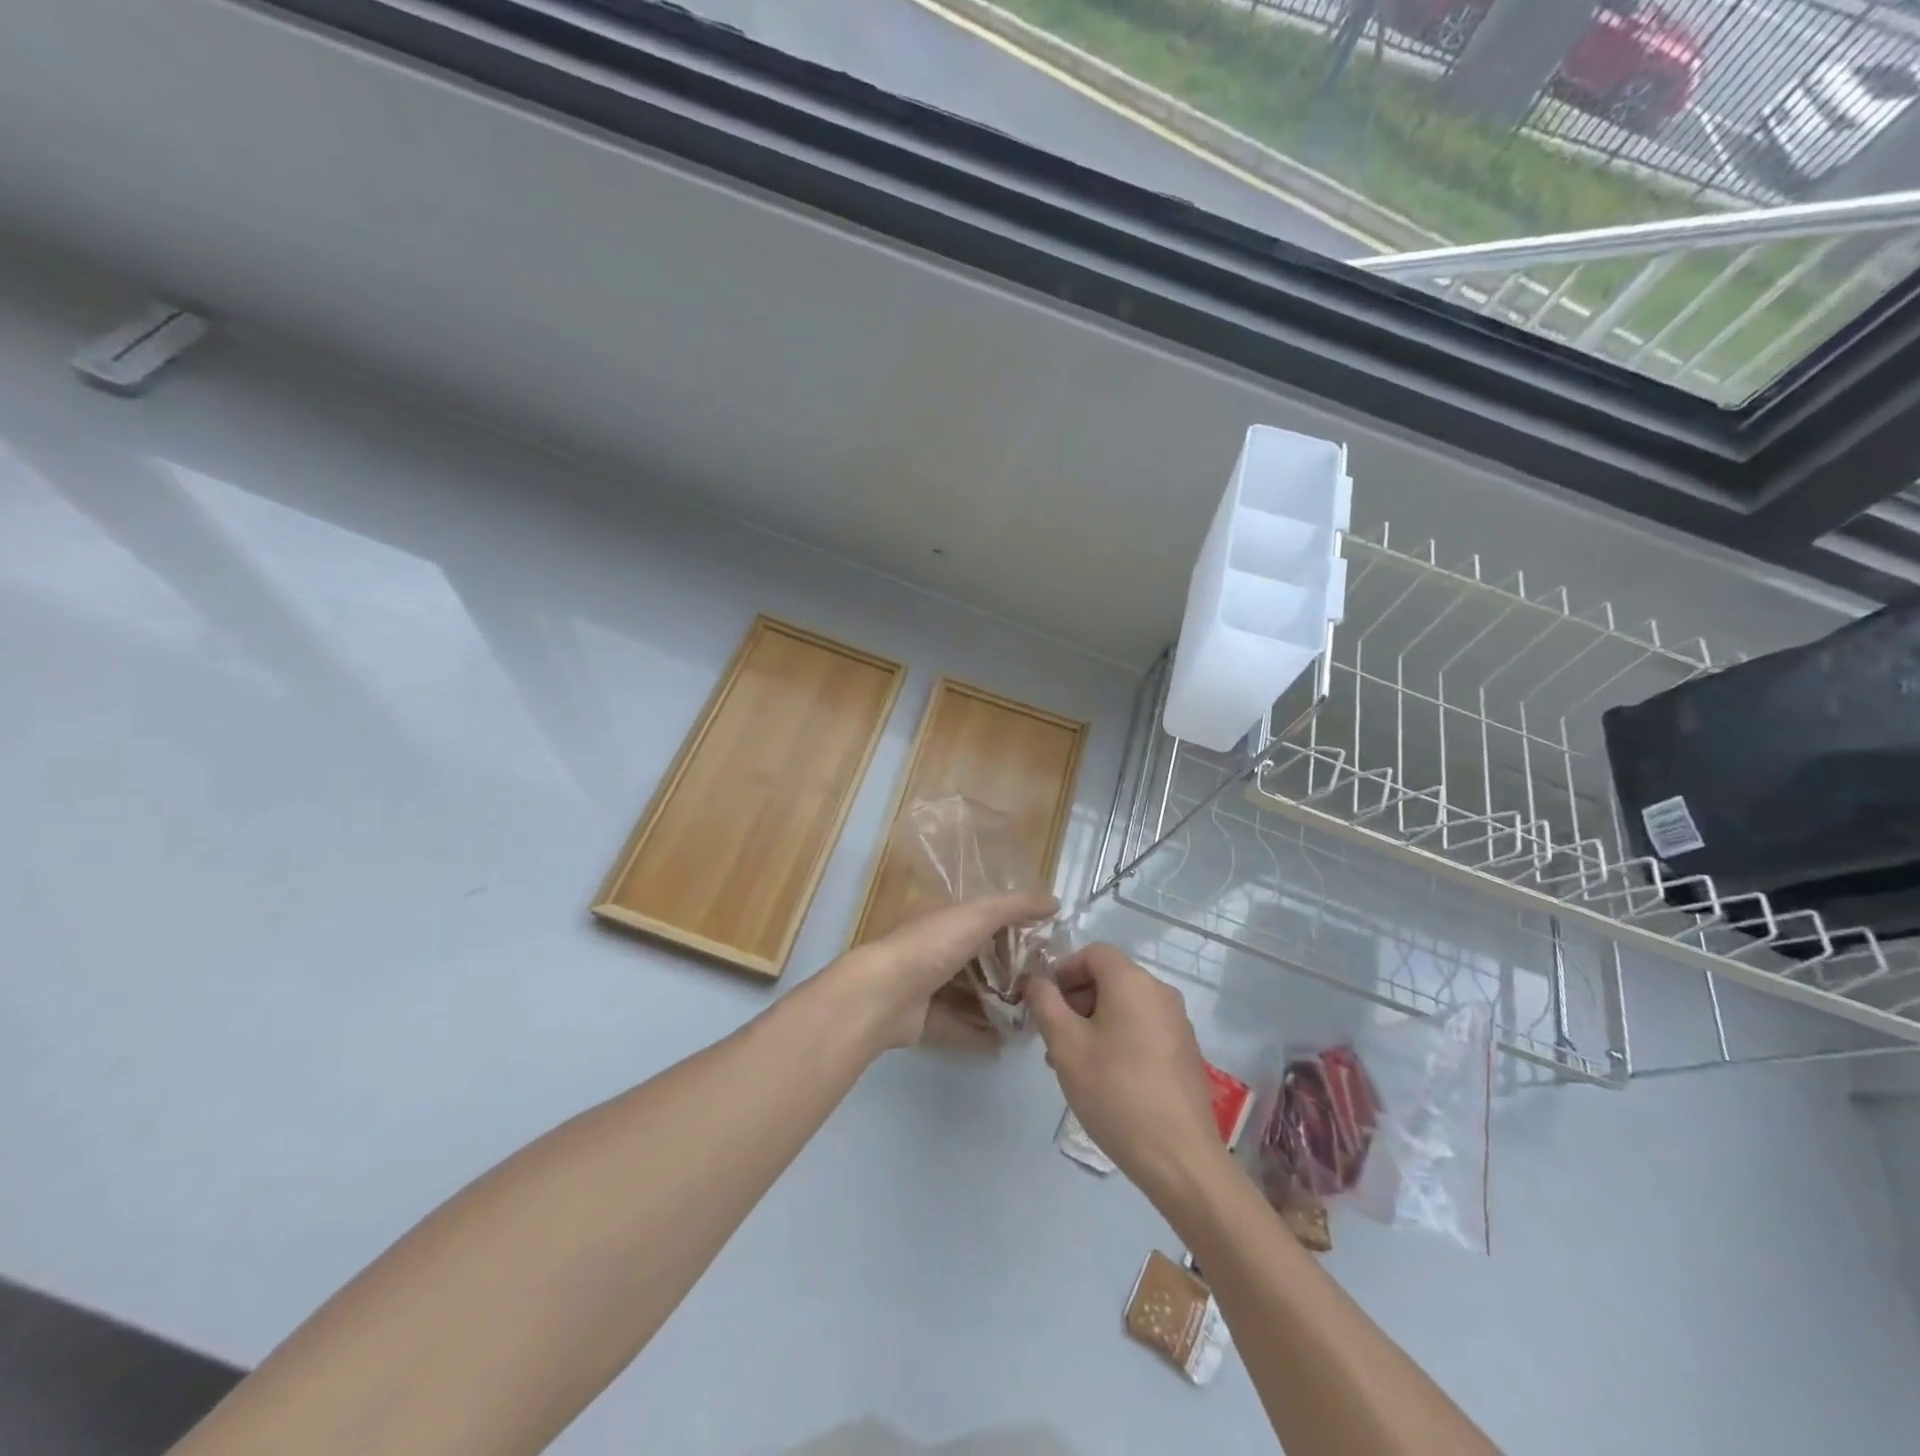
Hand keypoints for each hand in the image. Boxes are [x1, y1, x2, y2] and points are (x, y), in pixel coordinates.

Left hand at [826, 891, 1058, 1051]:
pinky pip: (958, 1025)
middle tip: (1043, 986)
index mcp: (942, 918)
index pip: (983, 919)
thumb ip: (1016, 906)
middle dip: (1008, 972)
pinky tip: (1007, 1042)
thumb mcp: (979, 915)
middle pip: (978, 959)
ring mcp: (926, 985)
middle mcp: (933, 948)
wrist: (884, 995)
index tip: (1045, 945)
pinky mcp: (923, 1019)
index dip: (1013, 929)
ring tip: (1031, 1016)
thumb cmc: (932, 946)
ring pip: (969, 994)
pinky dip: (981, 1032)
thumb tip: (1055, 901)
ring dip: (997, 1004)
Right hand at [1023, 944, 1225, 1200]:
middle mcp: (1160, 992)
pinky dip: (1119, 1038)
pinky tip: (1106, 1079)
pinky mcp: (1186, 1052)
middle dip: (1076, 1001)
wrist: (1179, 1156)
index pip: (1093, 952)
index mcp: (1133, 981)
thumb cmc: (1115, 1091)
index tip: (1045, 1003)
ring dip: (1094, 1023)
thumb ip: (1045, 1003)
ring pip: (1125, 1006)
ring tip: (1073, 1064)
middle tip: (1053, 1038)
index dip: (1064, 970)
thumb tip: (1036, 980)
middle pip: (1110, 978)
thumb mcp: (1065, 1045)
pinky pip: (1143, 1028)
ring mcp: (1178, 1023)